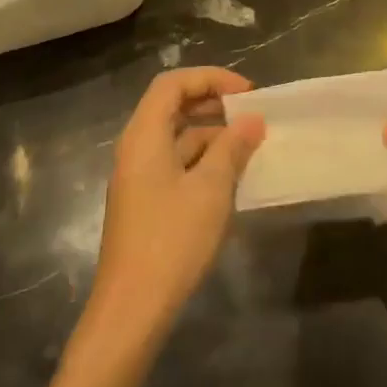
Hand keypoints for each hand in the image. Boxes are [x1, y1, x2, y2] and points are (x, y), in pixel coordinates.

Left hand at [94, 67, 265, 333]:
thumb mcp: (212, 188)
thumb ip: (233, 148)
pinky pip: (176, 164)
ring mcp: (139, 177)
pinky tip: (232, 176)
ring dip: (212, 133)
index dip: (210, 78)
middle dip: (213, 102)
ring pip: (176, 137)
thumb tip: (253, 120)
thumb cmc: (173, 240)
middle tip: (251, 113)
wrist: (133, 307)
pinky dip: (204, 159)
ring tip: (250, 145)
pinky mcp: (146, 202)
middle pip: (172, 107)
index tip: (248, 93)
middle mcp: (136, 149)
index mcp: (144, 137)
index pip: (172, 84)